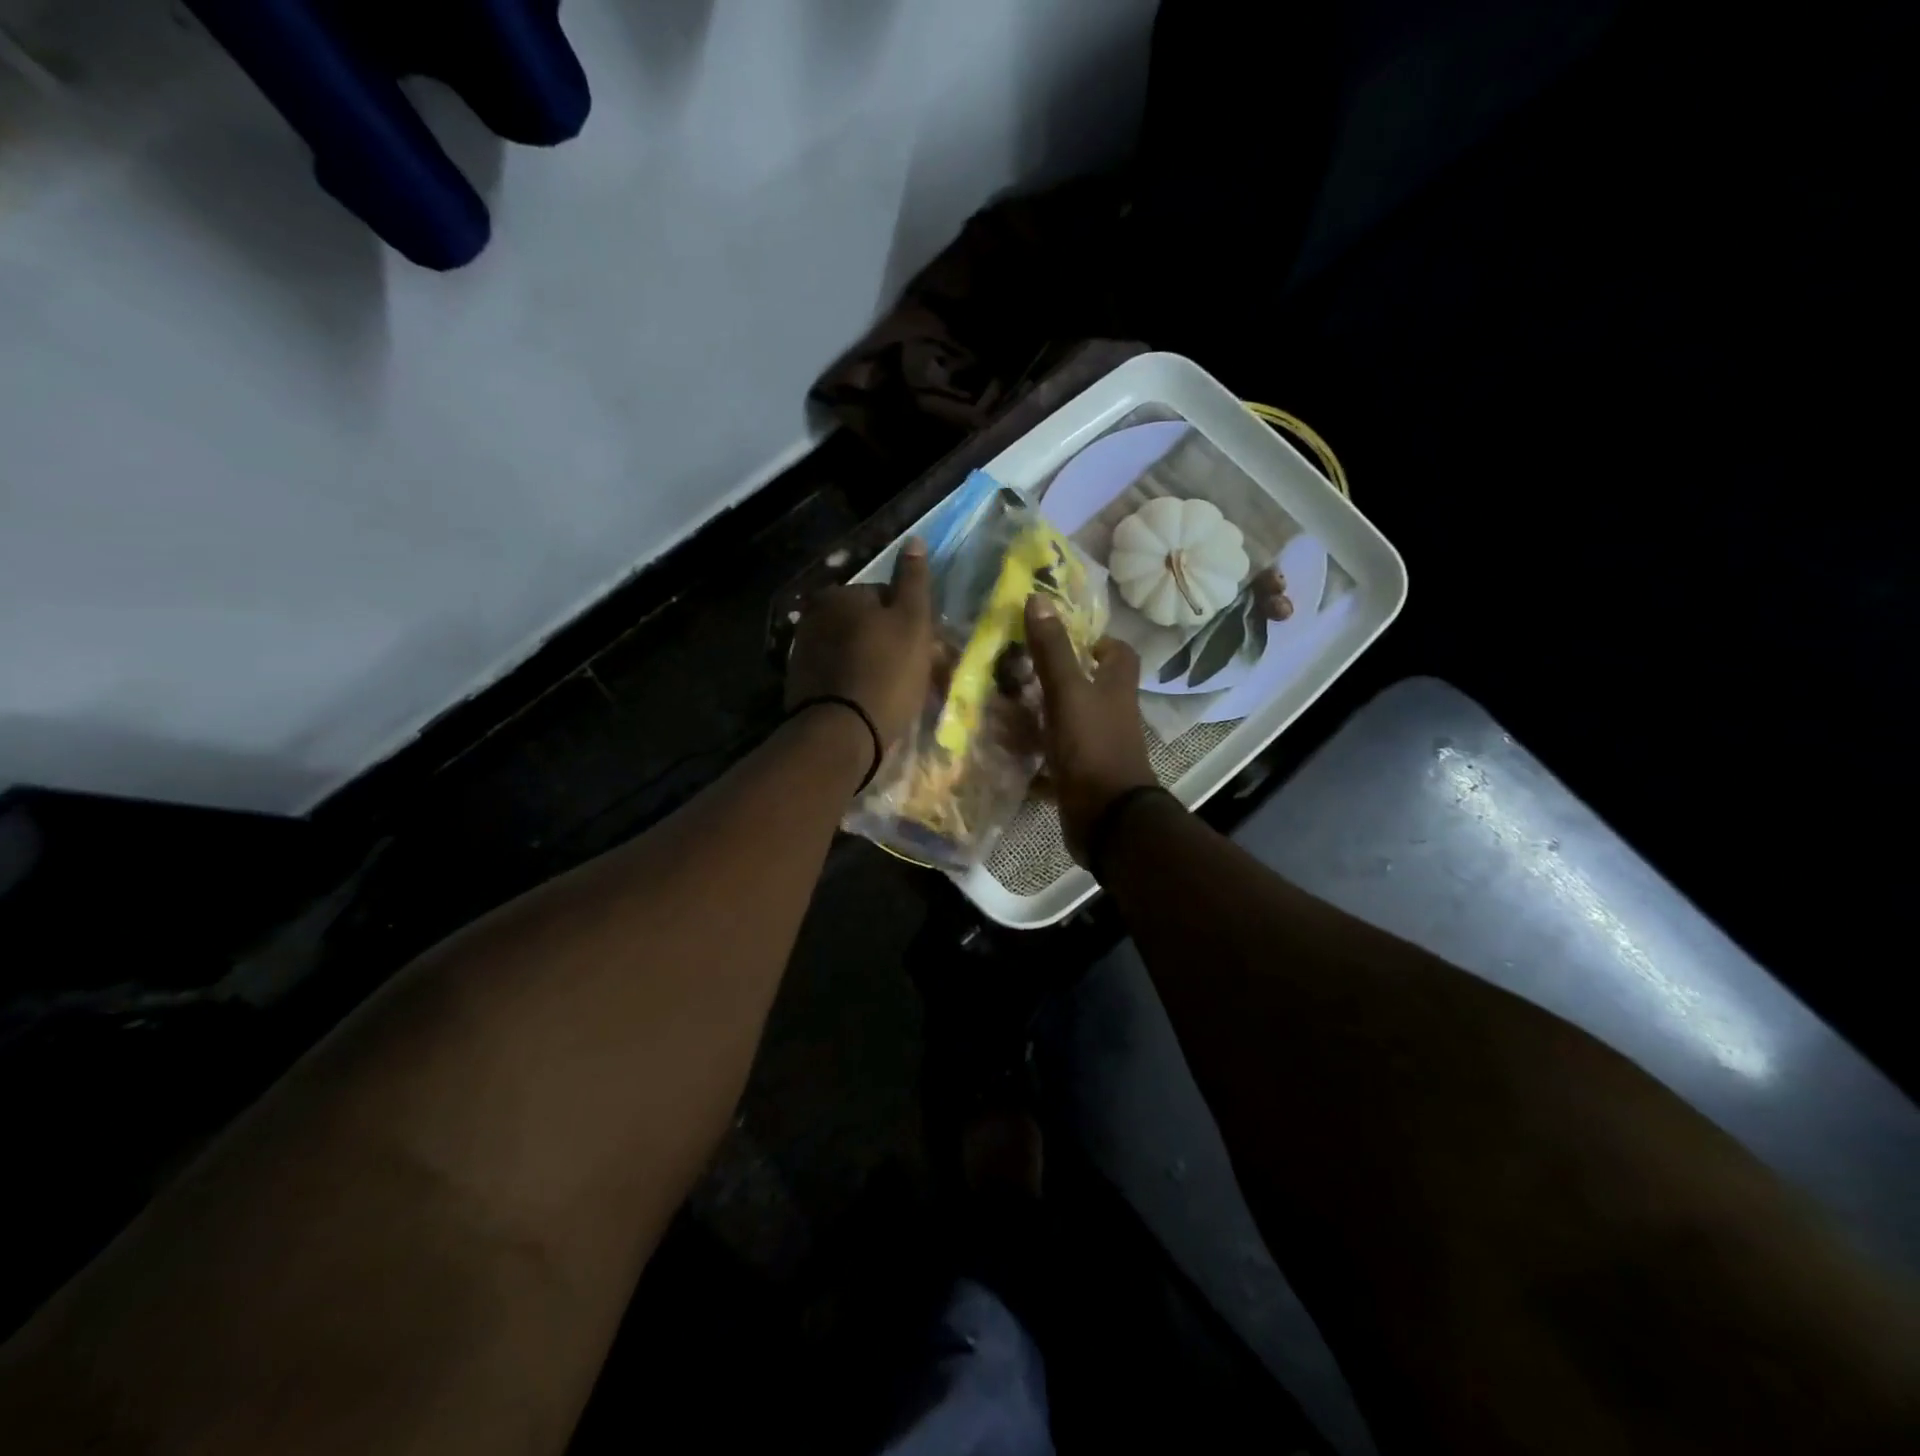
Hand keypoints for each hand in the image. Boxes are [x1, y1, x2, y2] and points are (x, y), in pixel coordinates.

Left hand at [786, 540, 935, 747]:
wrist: (841, 733)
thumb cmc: (886, 672)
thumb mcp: (912, 621)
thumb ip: (913, 580)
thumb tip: (913, 540)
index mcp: (838, 594)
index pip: (885, 597)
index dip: (910, 623)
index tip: (924, 650)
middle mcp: (813, 616)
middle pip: (866, 625)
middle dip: (889, 644)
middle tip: (913, 675)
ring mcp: (802, 652)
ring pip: (852, 651)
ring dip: (873, 665)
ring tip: (894, 695)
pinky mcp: (799, 685)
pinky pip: (838, 676)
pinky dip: (855, 684)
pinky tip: (870, 704)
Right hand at [1024, 595, 1156, 863]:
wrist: (1106, 817)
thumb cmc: (1092, 746)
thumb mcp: (1068, 692)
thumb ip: (1053, 649)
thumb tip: (1039, 598)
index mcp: (1115, 687)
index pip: (1119, 652)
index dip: (1097, 640)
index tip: (1063, 637)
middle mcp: (1111, 713)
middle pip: (1090, 685)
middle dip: (1058, 676)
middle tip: (1019, 669)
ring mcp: (1097, 745)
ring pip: (1069, 719)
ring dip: (1041, 713)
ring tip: (1003, 704)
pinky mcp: (1081, 773)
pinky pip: (1055, 754)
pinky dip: (1035, 750)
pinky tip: (1006, 746)